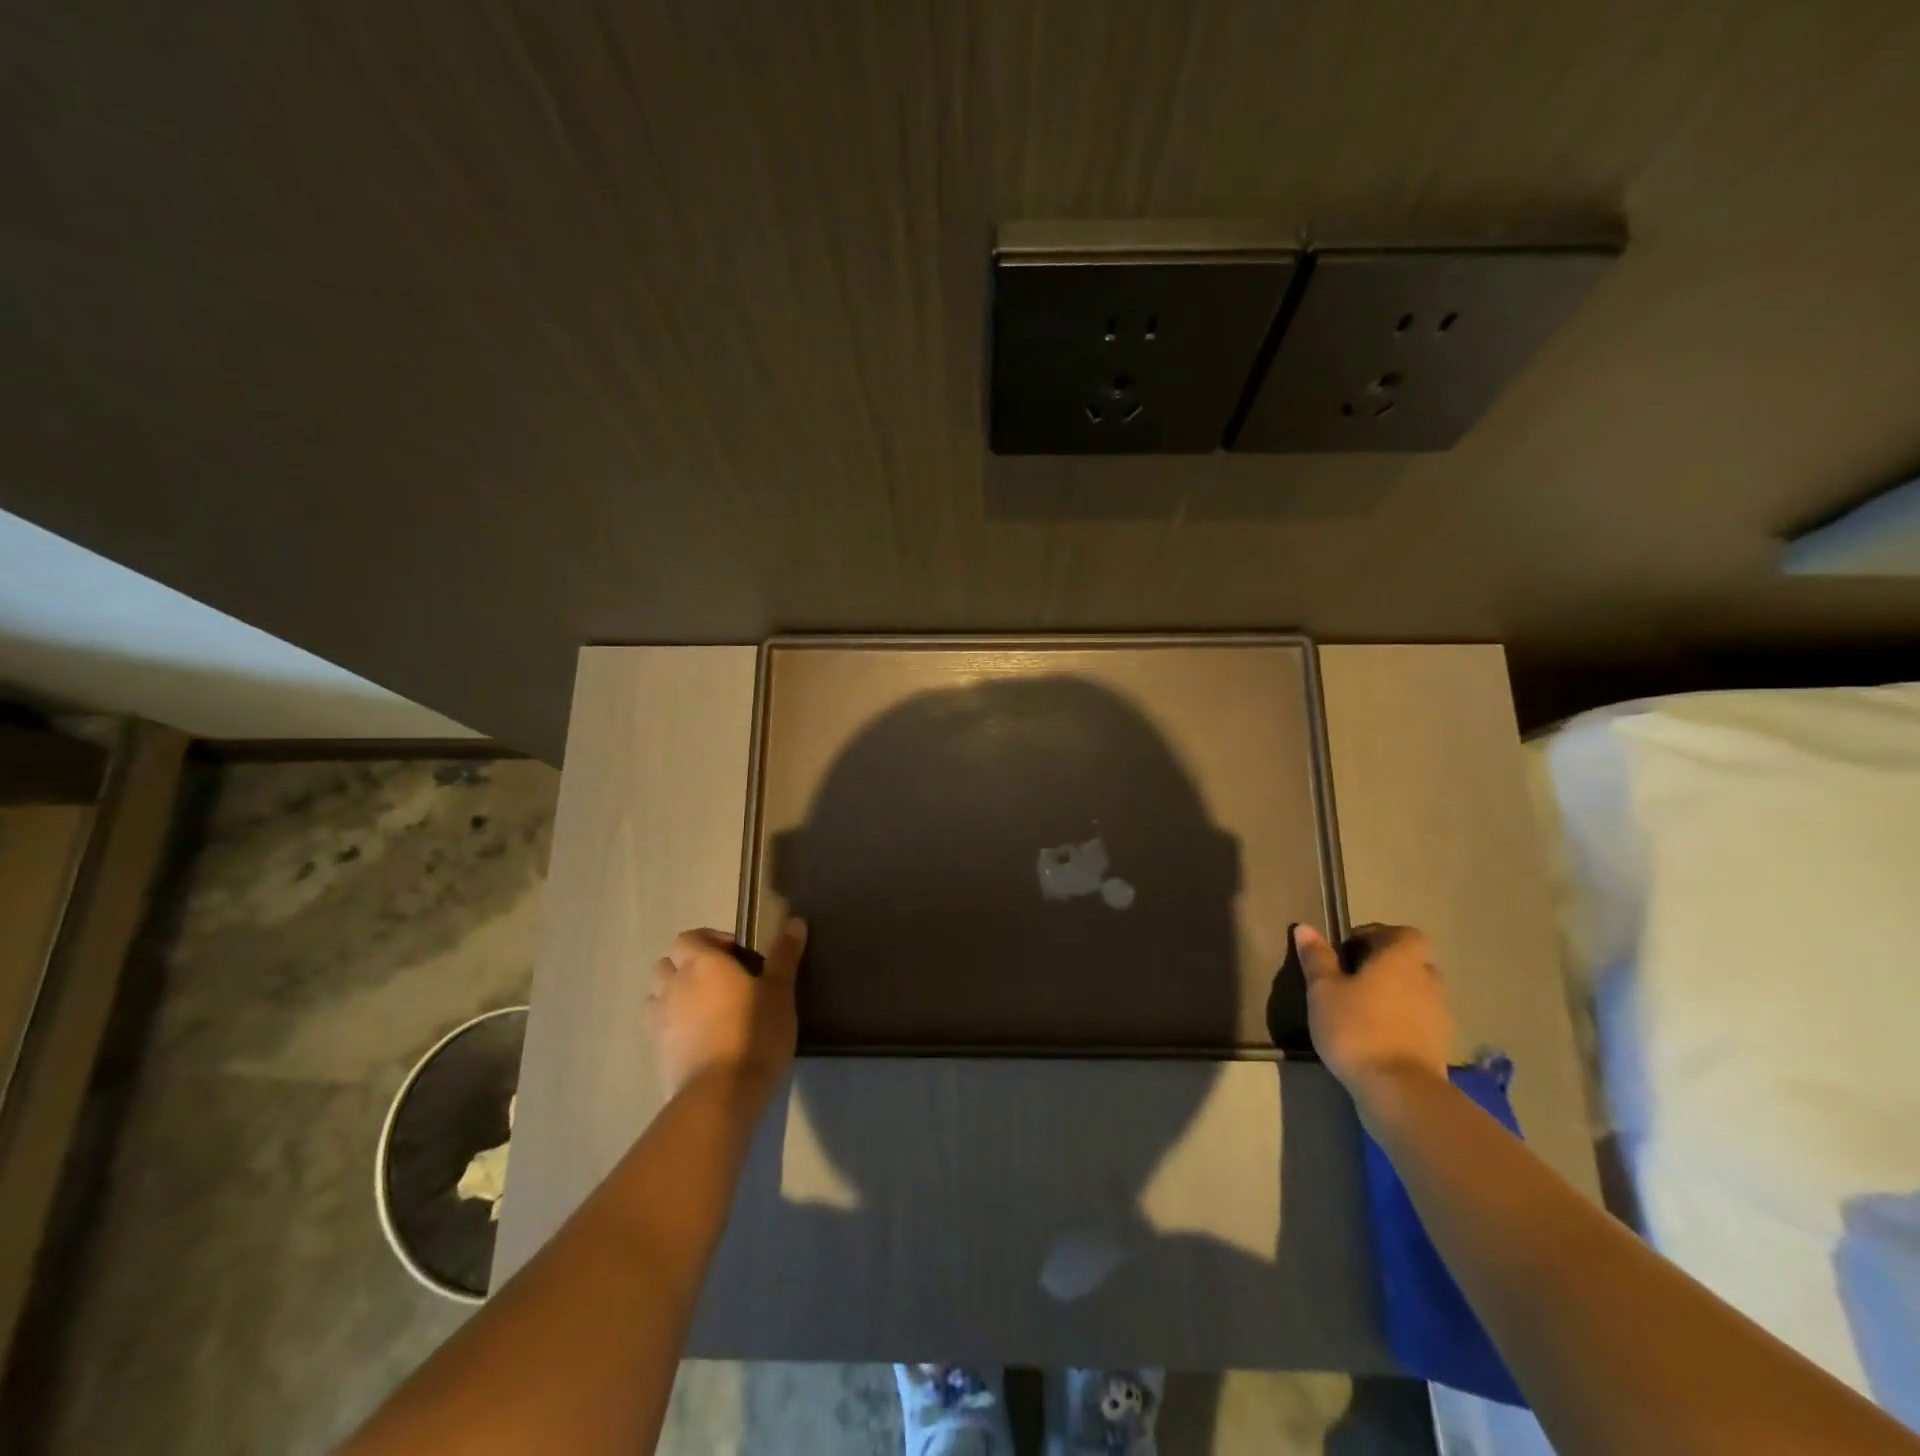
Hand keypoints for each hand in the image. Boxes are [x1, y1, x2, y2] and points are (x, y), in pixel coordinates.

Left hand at [647, 919, 806, 1102]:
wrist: (721, 1094)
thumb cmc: (755, 1032)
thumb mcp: (780, 992)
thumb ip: (785, 955)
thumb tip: (795, 921)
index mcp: (702, 963)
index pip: (688, 938)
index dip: (709, 941)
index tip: (736, 956)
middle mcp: (674, 985)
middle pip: (667, 963)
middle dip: (687, 966)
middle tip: (719, 982)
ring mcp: (658, 1020)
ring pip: (656, 995)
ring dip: (674, 994)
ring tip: (704, 1010)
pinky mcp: (655, 1052)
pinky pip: (657, 1027)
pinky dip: (671, 1025)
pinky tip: (697, 1039)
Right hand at [1295, 922, 1454, 1096]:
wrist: (1399, 1090)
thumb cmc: (1356, 1027)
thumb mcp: (1323, 989)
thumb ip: (1317, 958)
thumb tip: (1305, 928)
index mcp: (1401, 960)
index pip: (1404, 934)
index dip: (1378, 935)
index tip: (1349, 949)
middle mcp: (1428, 981)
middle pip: (1412, 962)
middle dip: (1386, 966)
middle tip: (1353, 978)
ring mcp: (1439, 1016)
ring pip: (1417, 993)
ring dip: (1395, 995)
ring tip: (1361, 1009)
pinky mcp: (1440, 1046)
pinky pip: (1420, 1021)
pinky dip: (1401, 1021)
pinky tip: (1376, 1035)